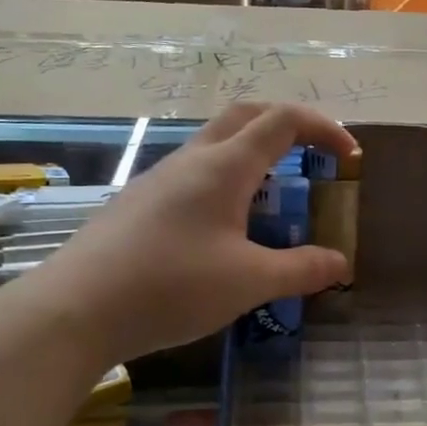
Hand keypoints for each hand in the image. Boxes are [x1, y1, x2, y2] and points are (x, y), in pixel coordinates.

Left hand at [26, 103, 357, 361]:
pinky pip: (194, 174)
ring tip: (276, 197)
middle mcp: (192, 159)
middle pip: (246, 116)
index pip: (283, 121)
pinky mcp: (140, 203)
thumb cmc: (171, 287)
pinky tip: (226, 227)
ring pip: (216, 144)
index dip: (324, 130)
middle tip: (314, 157)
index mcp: (224, 166)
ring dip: (255, 155)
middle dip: (288, 126)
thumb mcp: (249, 282)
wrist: (75, 309)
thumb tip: (340, 263)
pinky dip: (227, 181)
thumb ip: (301, 270)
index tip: (350, 157)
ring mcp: (160, 179)